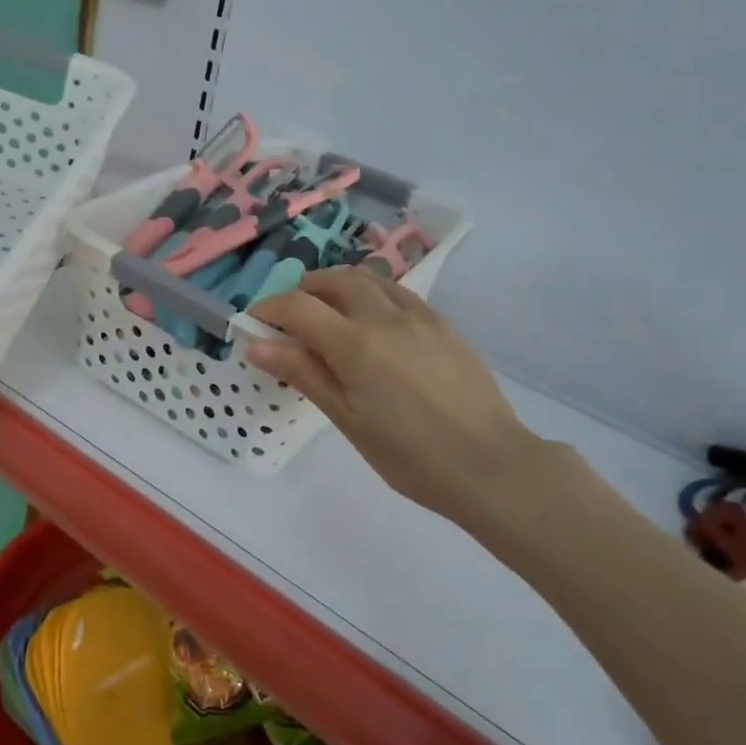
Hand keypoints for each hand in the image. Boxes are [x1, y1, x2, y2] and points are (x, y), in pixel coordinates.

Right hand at [245, 267, 545, 522]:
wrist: (490, 464)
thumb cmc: (409, 455)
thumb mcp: (347, 418)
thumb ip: (303, 373)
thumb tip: (256, 344)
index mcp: (354, 343)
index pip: (298, 306)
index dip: (269, 309)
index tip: (255, 323)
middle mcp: (384, 316)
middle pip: (333, 280)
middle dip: (304, 290)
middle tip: (291, 318)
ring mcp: (418, 316)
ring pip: (368, 279)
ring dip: (338, 286)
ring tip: (329, 313)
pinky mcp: (443, 324)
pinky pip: (398, 293)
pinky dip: (372, 295)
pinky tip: (373, 323)